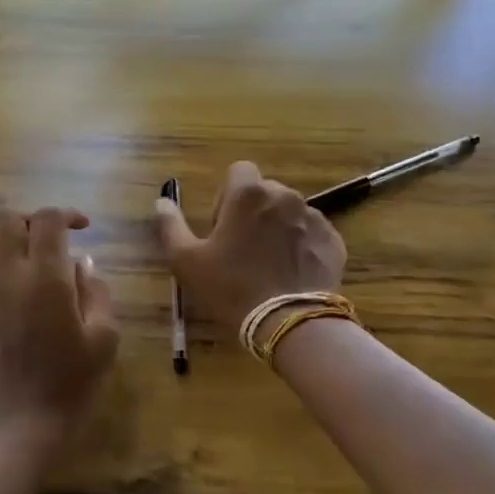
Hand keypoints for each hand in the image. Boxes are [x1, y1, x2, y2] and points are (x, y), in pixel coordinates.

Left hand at [0, 207, 119, 434]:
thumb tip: (82, 263)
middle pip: (6, 217)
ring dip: (8, 236)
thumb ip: (96, 291)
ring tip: (30, 256)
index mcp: (45, 278)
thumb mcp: (104, 337)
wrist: (22, 420)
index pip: (47, 219)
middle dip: (32, 219)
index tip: (84, 228)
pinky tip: (6, 279)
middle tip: (53, 239)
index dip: (67, 214)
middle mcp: (7, 274)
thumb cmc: (72, 381)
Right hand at [155, 162, 345, 329]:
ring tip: (269, 264)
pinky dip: (301, 245)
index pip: (239, 171)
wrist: (289, 321)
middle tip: (242, 249)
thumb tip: (161, 201)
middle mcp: (284, 195)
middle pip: (265, 191)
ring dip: (277, 228)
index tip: (222, 226)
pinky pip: (311, 233)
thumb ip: (170, 225)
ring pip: (289, 212)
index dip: (227, 195)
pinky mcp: (332, 240)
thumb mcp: (186, 260)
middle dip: (253, 212)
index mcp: (248, 194)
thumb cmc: (231, 287)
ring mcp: (313, 217)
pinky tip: (291, 273)